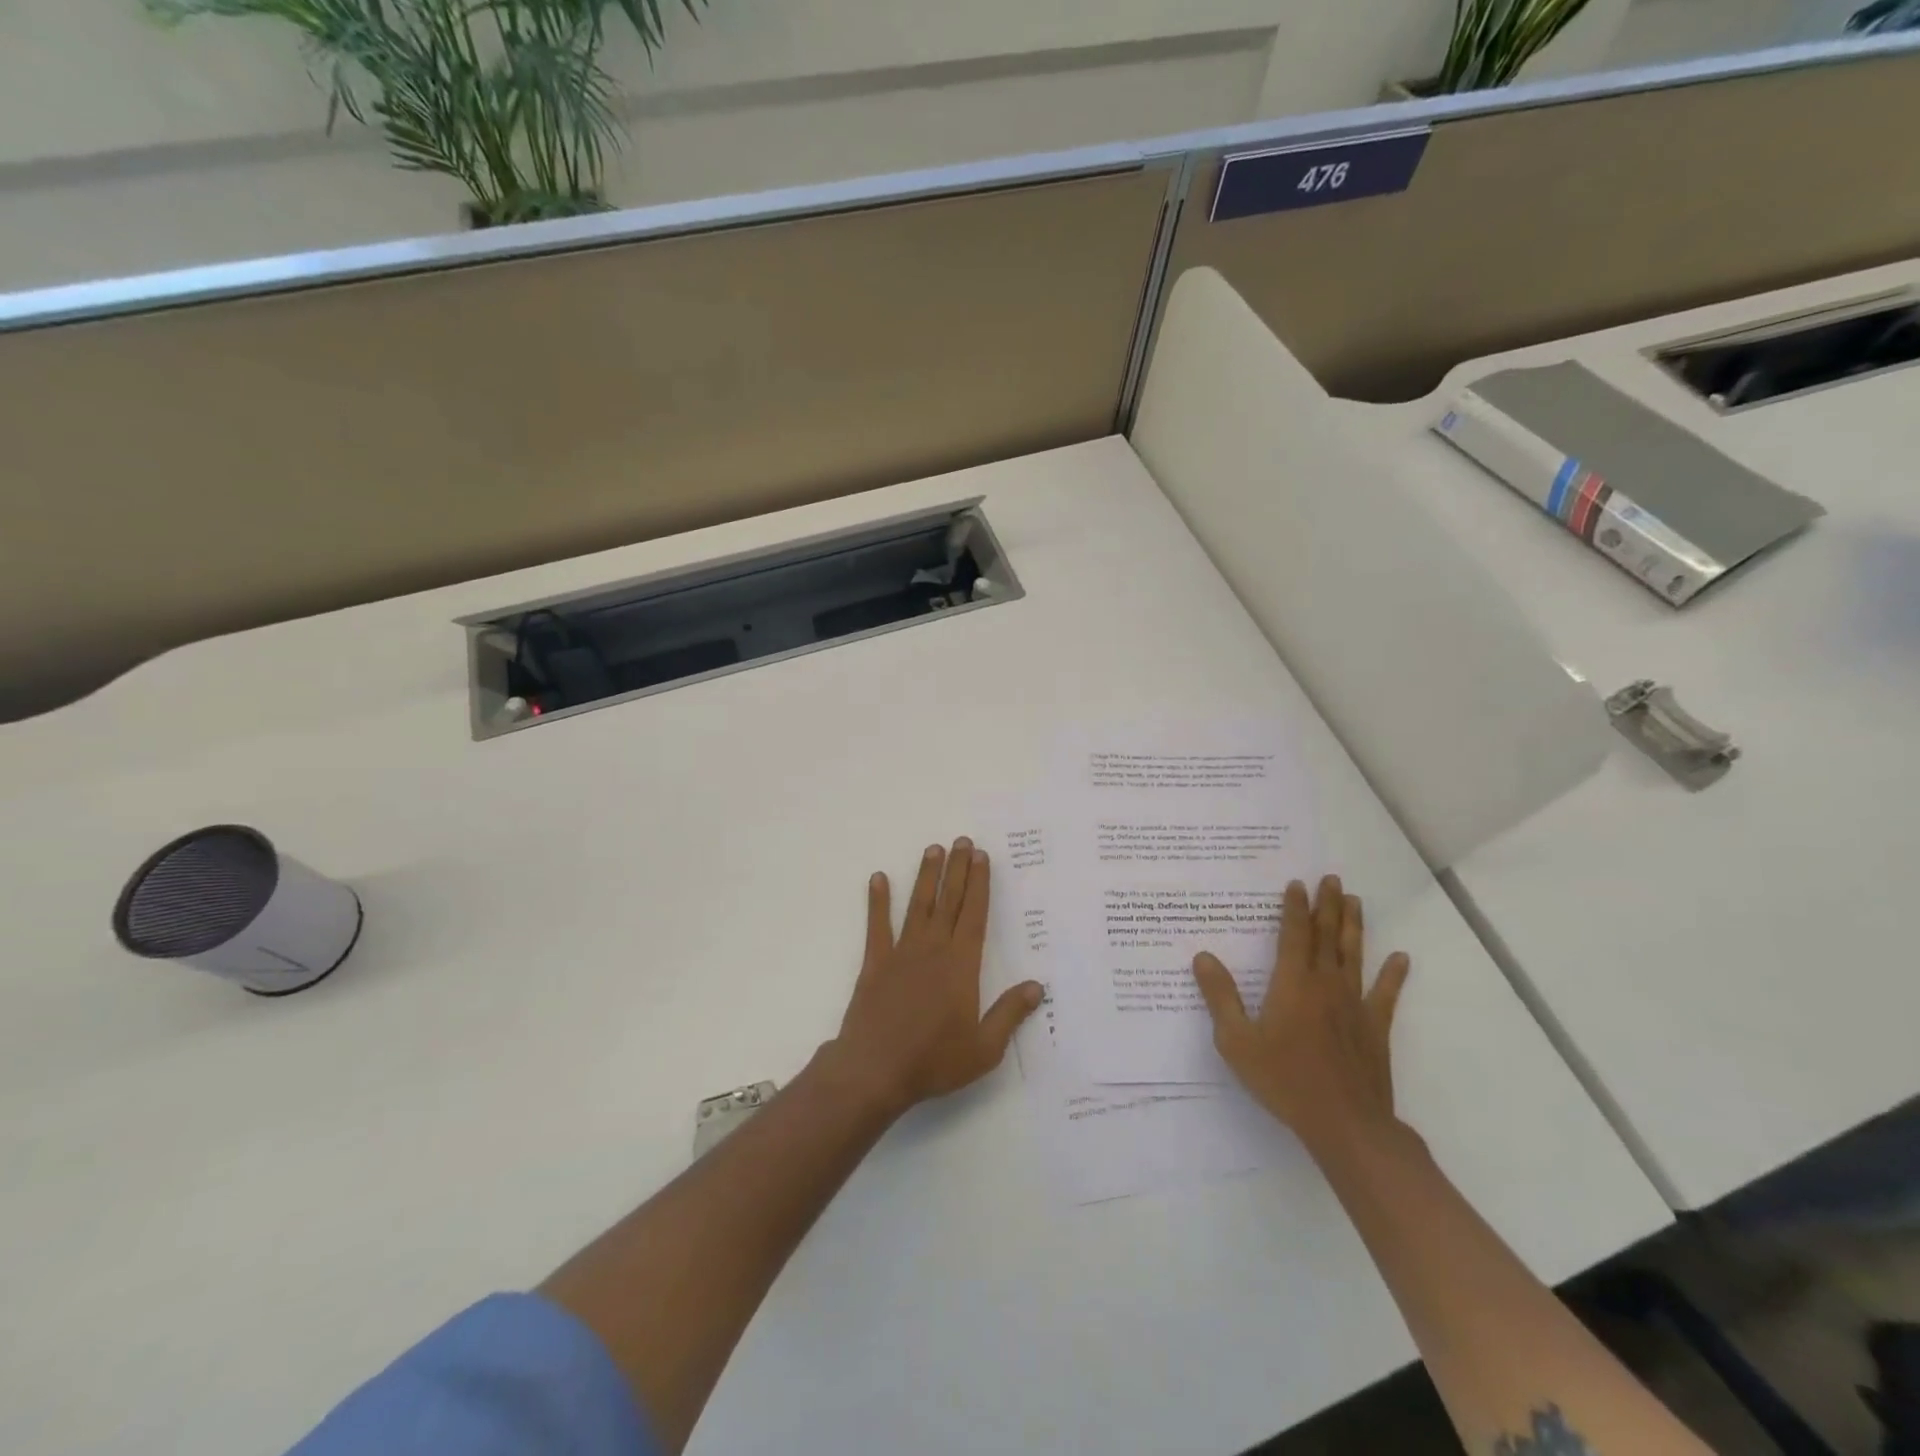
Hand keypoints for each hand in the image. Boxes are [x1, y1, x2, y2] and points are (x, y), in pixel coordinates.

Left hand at [826, 838, 1043, 1119]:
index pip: (975, 914)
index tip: (981, 857)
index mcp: (961, 965)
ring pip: (918, 905)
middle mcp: (933, 949)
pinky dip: (877, 901)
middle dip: (957, 869)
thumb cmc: (934, 1060)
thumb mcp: (984, 1048)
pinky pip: (877, 926)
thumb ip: (1010, 1014)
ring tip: (932, 849)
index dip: (980, 884)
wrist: (876, 1070)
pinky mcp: (875, 963)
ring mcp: (901, 953)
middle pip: (949, 901)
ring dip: (926, 876)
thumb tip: (1036, 987)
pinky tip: (878, 878)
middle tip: (961, 841)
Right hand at [1192, 875, 1411, 1155]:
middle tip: (1332, 879)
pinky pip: (1385, 994)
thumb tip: (1203, 957)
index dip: (1294, 908)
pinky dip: (1393, 974)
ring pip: (1354, 955)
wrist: (1345, 1123)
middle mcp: (1325, 984)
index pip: (1294, 935)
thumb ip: (1220, 997)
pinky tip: (1400, 958)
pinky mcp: (1374, 1028)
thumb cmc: (1284, 1079)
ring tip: (1355, 900)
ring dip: (1354, 926)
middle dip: (1327, 905)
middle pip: (1327, 936)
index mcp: (1292, 983)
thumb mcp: (1237, 1041)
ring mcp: (1354, 1005)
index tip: (1297, 884)